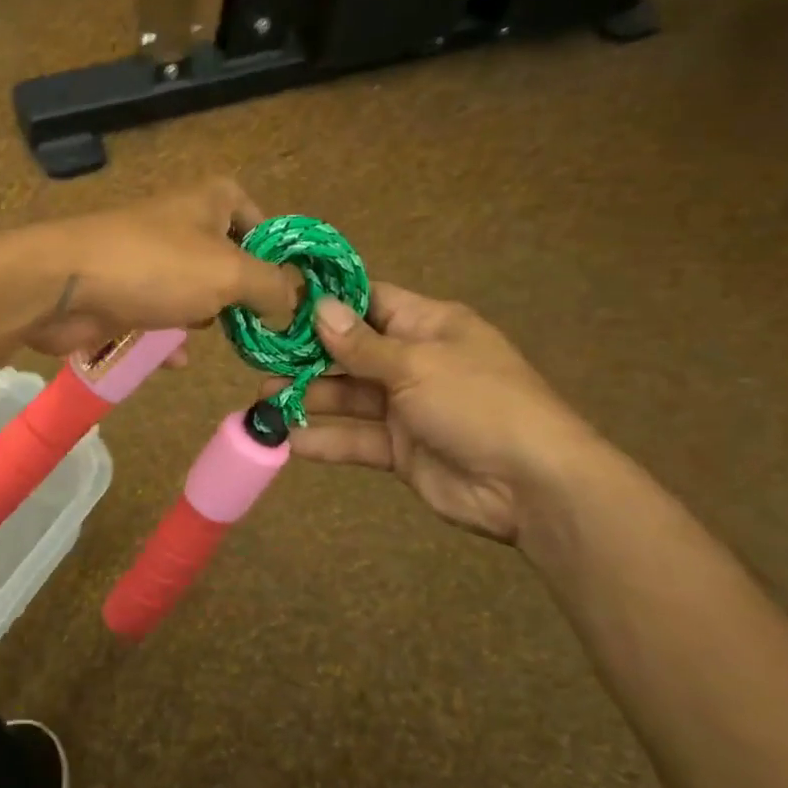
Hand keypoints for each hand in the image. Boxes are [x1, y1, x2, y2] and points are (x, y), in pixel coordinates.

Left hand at [14, 179, 301, 358]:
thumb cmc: (155, 267)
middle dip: (242, 294)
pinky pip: (156, 319)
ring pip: (191, 292)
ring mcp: (148, 262)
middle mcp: (181, 225)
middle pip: (227, 261)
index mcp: (210, 202)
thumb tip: (295, 300)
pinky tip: (178, 361)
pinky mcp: (123, 294)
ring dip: (204, 319)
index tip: (291, 292)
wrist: (63, 286)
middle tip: (262, 327)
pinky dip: (168, 339)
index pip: (259, 219)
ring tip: (227, 345)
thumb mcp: (230, 273)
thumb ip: (272, 286)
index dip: (277, 253)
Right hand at [276, 285, 602, 542]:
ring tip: (261, 403)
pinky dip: (322, 440)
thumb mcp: (417, 365)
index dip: (328, 302)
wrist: (530, 485)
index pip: (370, 303)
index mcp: (428, 326)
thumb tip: (319, 307)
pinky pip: (354, 439)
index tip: (279, 302)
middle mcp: (413, 362)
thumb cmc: (479, 404)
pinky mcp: (398, 449)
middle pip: (349, 353)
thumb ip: (361, 344)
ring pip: (346, 398)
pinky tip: (285, 441)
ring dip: (306, 399)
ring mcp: (405, 407)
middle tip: (258, 362)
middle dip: (305, 358)